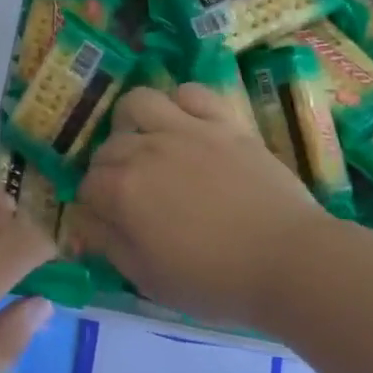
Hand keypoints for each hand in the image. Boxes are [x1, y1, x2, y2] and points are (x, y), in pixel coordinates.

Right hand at [78, 84, 332, 328]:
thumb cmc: (215, 281)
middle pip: (108, 147)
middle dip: (109, 169)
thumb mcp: (148, 279)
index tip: (110, 222)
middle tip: (132, 194)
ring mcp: (186, 129)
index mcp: (122, 191)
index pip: (87, 186)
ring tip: (147, 142)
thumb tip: (84, 222)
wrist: (288, 260)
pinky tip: (187, 124)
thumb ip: (108, 245)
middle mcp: (146, 150)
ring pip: (139, 102)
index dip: (94, 205)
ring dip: (133, 121)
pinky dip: (181, 103)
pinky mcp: (223, 121)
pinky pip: (191, 92)